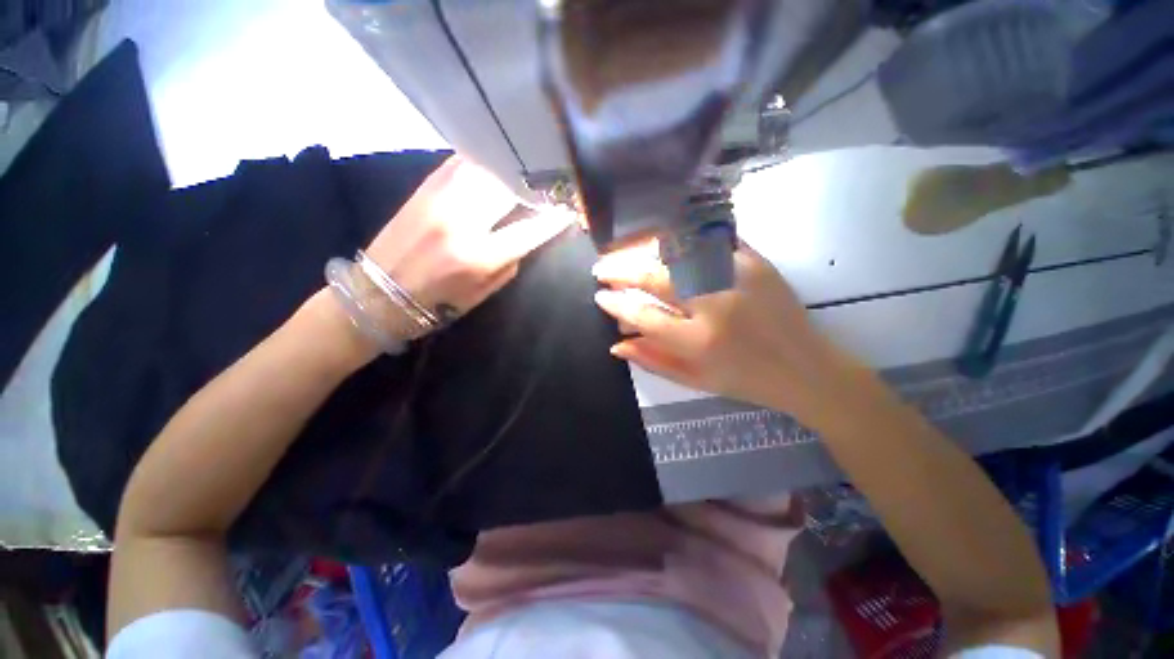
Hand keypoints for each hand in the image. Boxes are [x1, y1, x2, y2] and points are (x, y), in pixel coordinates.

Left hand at [364, 156, 575, 320]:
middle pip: (510, 187)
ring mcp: (441, 197)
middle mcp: (462, 220)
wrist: (379, 293)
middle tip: (550, 184)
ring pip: (488, 167)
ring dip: (512, 168)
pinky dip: (487, 161)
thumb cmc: (439, 303)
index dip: (554, 218)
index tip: (569, 210)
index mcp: (479, 256)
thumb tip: (529, 234)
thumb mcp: (485, 292)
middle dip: (536, 184)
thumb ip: (511, 261)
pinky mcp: (426, 186)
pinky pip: (465, 162)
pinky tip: (497, 164)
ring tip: (527, 170)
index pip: (530, 229)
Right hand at [592, 242, 859, 422]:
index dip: (616, 305)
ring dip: (644, 249)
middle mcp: (715, 306)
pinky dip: (683, 237)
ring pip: (679, 252)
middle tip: (602, 269)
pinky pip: (711, 240)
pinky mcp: (756, 262)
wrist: (806, 368)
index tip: (600, 297)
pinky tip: (664, 239)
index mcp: (699, 342)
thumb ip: (653, 361)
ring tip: (625, 250)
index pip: (643, 316)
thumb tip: (616, 345)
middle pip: (656, 278)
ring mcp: (738, 278)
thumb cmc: (745, 380)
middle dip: (621, 271)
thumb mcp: (695, 381)